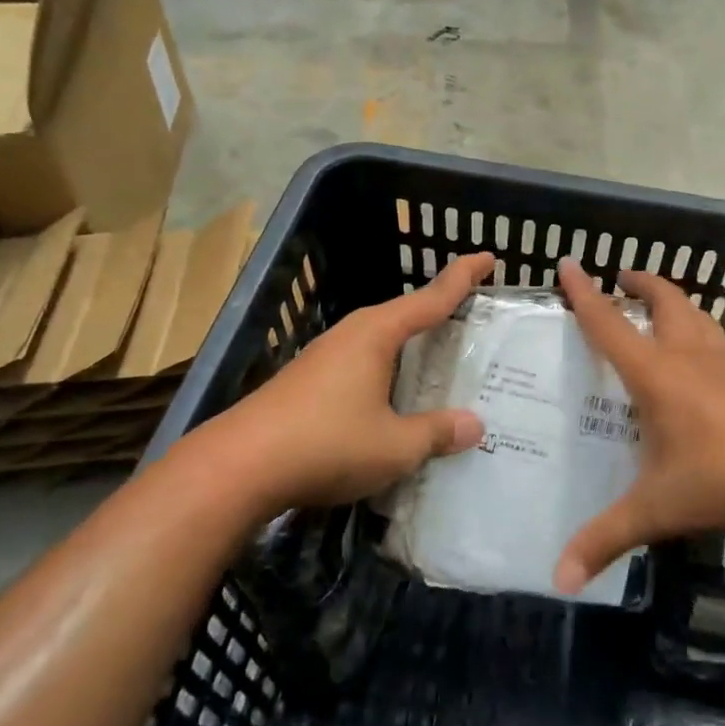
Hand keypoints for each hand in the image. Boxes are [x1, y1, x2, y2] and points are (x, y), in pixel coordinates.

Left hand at [190, 252, 495, 512]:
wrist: (236, 469)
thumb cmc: (326, 444)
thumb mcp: (395, 445)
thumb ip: (436, 432)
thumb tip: (474, 426)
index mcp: (376, 335)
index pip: (431, 298)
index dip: (462, 278)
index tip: (488, 257)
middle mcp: (350, 336)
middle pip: (403, 316)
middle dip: (437, 313)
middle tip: (471, 319)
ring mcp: (323, 358)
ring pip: (379, 342)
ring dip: (409, 347)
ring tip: (438, 359)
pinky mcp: (305, 383)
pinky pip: (360, 366)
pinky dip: (386, 372)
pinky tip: (391, 398)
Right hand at [553, 258, 724, 594]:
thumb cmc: (723, 485)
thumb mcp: (655, 512)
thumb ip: (604, 541)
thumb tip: (557, 581)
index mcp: (658, 377)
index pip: (610, 326)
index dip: (585, 294)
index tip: (568, 263)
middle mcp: (691, 360)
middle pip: (666, 302)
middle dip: (642, 284)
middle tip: (622, 277)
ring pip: (698, 317)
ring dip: (675, 302)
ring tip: (660, 305)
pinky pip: (718, 343)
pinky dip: (700, 332)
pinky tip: (703, 357)